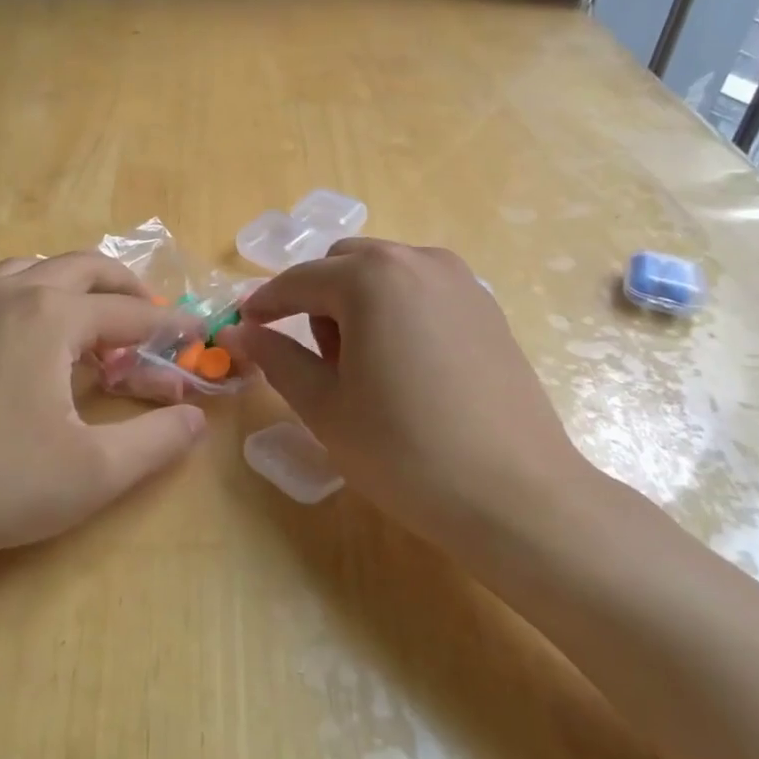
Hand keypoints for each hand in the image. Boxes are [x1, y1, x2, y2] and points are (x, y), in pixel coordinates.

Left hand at [0, 253, 206, 572]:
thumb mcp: (93, 472)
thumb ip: (156, 441)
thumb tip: (196, 418)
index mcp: (53, 316)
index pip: (130, 314)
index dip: (170, 328)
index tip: (198, 337)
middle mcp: (12, 295)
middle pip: (83, 268)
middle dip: (126, 289)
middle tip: (152, 320)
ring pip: (34, 270)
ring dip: (75, 286)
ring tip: (93, 323)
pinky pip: (1, 291)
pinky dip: (34, 298)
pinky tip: (32, 342)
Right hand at [224, 239, 613, 558]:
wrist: (516, 496)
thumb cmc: (405, 451)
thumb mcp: (325, 407)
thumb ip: (277, 358)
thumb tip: (242, 331)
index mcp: (372, 278)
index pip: (299, 280)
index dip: (265, 304)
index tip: (245, 327)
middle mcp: (418, 262)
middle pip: (343, 265)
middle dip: (316, 300)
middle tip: (318, 361)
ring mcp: (460, 281)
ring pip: (385, 274)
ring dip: (357, 304)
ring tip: (365, 368)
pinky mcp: (487, 308)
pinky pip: (421, 291)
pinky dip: (396, 312)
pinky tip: (406, 368)